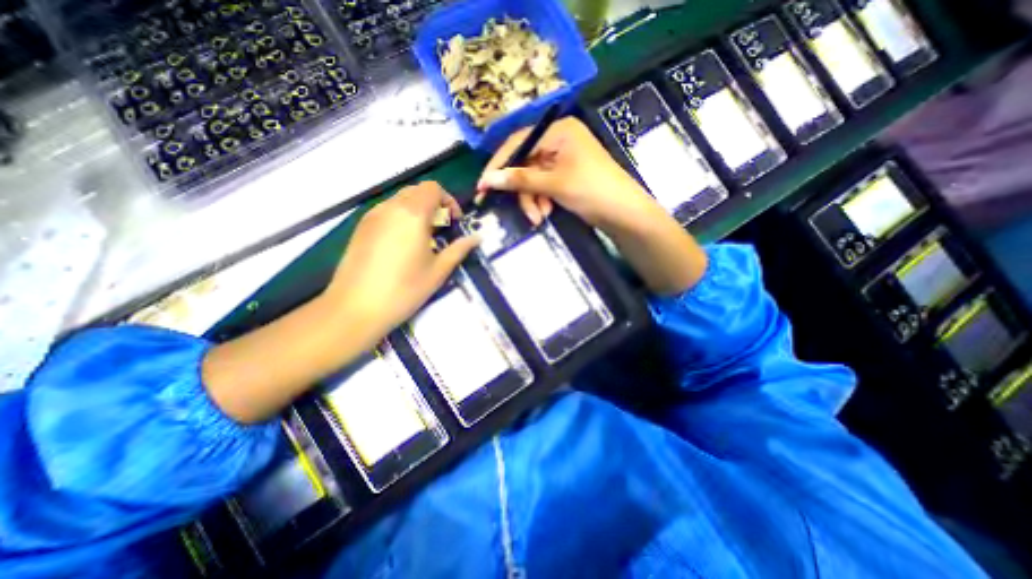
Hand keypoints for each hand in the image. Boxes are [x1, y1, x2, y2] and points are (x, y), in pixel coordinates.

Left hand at [323, 183, 482, 341]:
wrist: (355, 308)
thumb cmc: (404, 290)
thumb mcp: (438, 271)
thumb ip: (459, 249)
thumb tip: (477, 238)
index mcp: (412, 214)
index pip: (434, 189)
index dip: (449, 201)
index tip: (455, 223)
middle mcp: (390, 207)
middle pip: (417, 190)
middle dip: (434, 204)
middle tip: (442, 230)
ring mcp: (372, 216)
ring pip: (400, 199)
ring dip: (417, 210)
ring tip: (423, 238)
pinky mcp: (360, 227)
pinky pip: (386, 211)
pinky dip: (401, 217)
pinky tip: (402, 243)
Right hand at [473, 115, 660, 234]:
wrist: (624, 214)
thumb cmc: (592, 191)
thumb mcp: (554, 184)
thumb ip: (520, 180)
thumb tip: (488, 180)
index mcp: (559, 131)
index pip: (518, 142)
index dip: (499, 164)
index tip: (483, 185)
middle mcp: (559, 140)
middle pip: (525, 163)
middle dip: (523, 191)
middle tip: (522, 212)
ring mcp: (562, 159)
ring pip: (533, 178)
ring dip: (532, 200)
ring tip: (539, 218)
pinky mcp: (565, 175)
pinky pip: (543, 186)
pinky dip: (541, 200)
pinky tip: (547, 212)